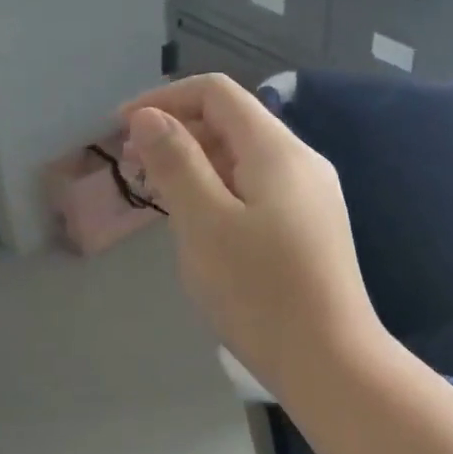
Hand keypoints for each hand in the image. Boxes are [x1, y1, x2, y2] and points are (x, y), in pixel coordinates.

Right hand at [123, 75, 387, 395]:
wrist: (331, 359)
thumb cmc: (260, 291)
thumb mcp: (205, 223)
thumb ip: (177, 162)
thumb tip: (150, 116)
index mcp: (278, 150)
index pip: (218, 93)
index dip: (165, 99)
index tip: (122, 130)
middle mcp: (303, 162)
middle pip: (234, 123)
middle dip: (180, 134)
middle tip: (135, 170)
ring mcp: (314, 196)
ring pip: (247, 160)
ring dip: (200, 166)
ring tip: (161, 197)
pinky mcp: (314, 228)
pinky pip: (262, 190)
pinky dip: (225, 192)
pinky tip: (203, 224)